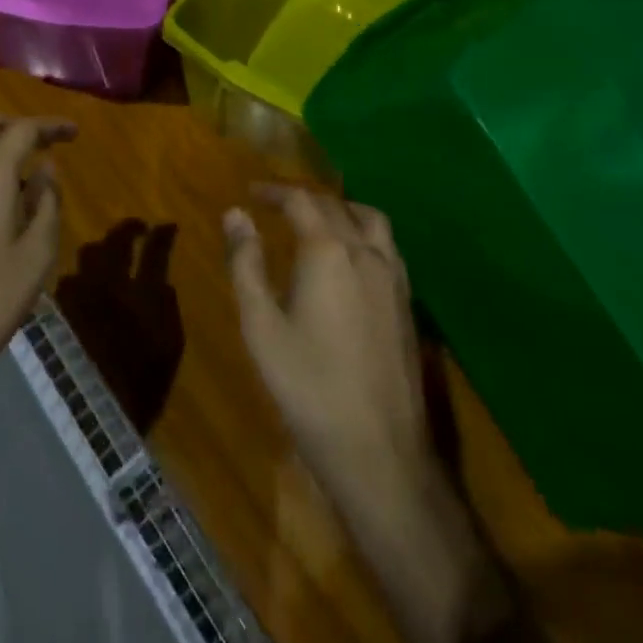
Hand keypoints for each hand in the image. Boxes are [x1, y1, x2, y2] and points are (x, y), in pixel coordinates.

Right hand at [225, 186, 509, 642]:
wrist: (379, 451)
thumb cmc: (308, 387)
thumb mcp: (261, 326)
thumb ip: (246, 263)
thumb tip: (235, 214)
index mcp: (328, 251)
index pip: (301, 200)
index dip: (274, 191)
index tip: (251, 193)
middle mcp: (366, 252)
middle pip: (335, 206)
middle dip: (303, 199)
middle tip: (275, 206)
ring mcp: (394, 277)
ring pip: (371, 220)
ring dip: (341, 210)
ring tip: (316, 222)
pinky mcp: (407, 303)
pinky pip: (387, 247)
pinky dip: (364, 234)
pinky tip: (350, 259)